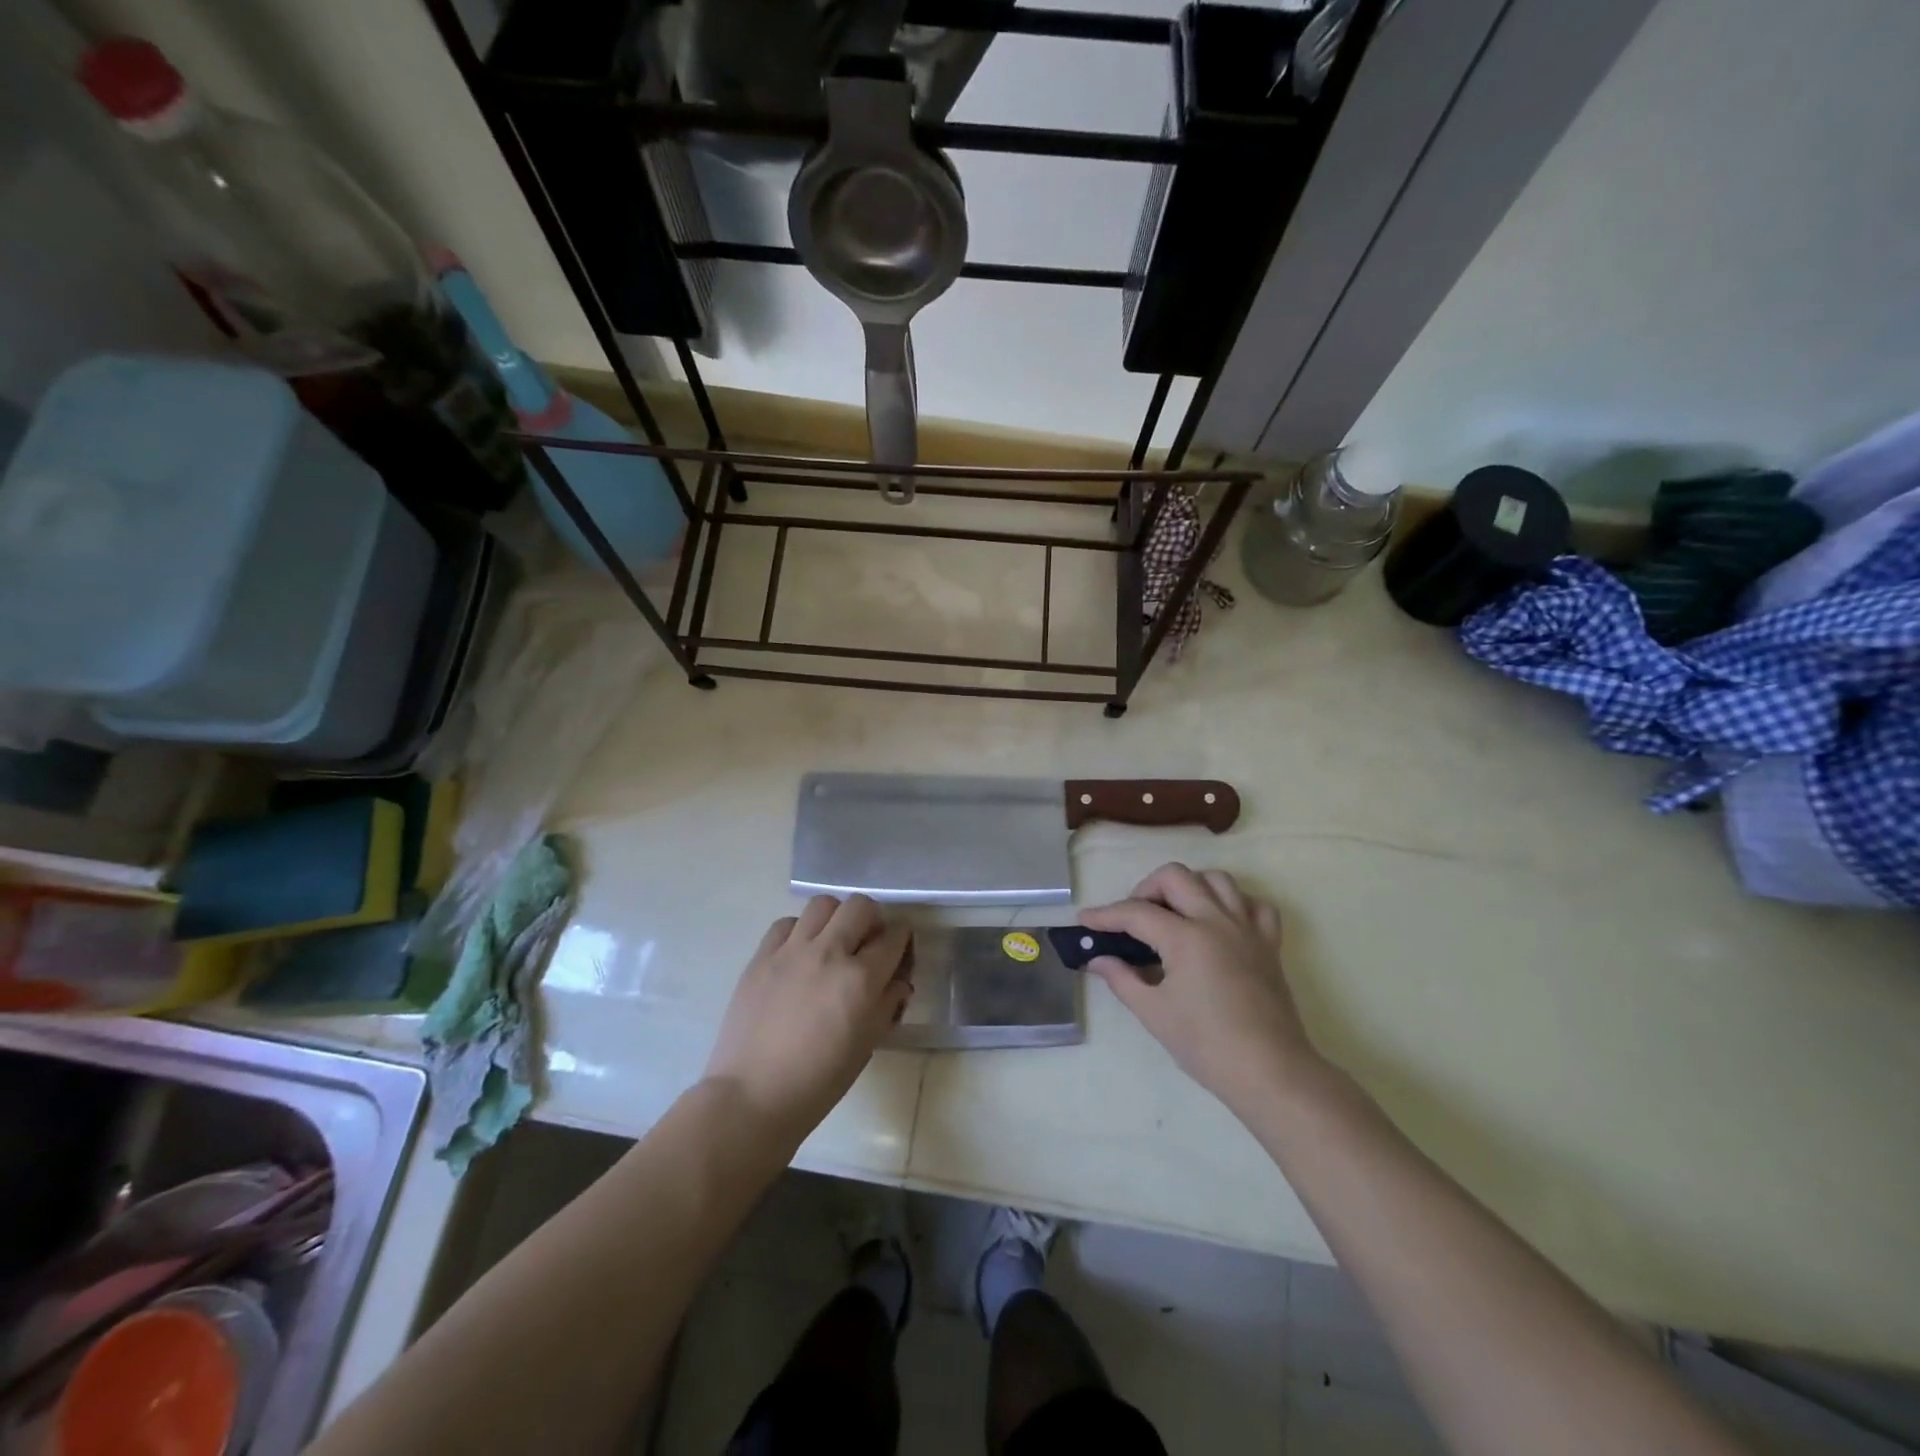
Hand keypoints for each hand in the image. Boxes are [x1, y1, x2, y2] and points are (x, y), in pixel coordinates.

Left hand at [703, 895, 913, 1146]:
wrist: (753, 1096)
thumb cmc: (818, 1082)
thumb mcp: (867, 1045)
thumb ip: (887, 1004)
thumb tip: (898, 981)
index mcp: (861, 979)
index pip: (894, 937)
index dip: (902, 941)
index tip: (898, 953)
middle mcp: (829, 953)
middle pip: (860, 906)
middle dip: (873, 919)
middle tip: (867, 942)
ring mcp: (791, 951)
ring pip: (823, 904)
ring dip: (836, 918)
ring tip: (832, 941)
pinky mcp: (761, 956)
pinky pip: (786, 923)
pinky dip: (799, 931)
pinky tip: (799, 954)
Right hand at [1081, 864, 1324, 1117]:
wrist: (1270, 1072)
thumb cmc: (1206, 1045)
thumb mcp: (1154, 1013)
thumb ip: (1122, 979)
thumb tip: (1097, 960)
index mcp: (1186, 937)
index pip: (1136, 912)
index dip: (1105, 915)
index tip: (1084, 920)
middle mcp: (1217, 920)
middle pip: (1175, 877)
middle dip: (1145, 889)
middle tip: (1132, 918)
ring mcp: (1247, 928)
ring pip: (1217, 879)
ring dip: (1189, 887)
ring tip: (1174, 913)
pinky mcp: (1269, 943)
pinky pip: (1254, 905)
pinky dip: (1234, 904)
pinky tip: (1219, 923)